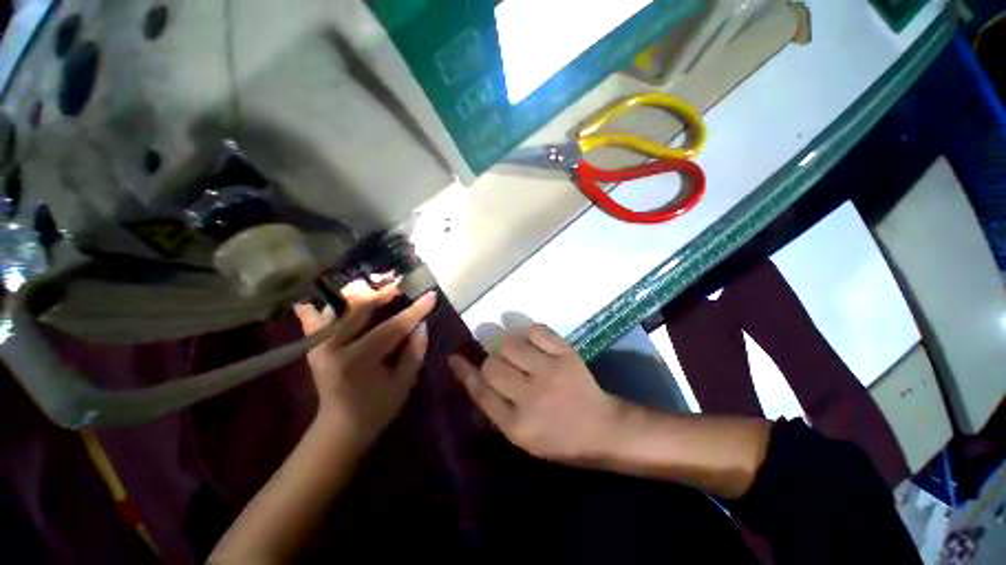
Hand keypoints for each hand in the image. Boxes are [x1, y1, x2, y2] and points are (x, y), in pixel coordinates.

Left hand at [294, 280, 435, 449]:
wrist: (339, 428)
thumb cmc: (376, 409)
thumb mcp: (403, 384)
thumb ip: (414, 352)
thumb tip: (422, 324)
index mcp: (358, 360)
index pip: (392, 328)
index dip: (415, 311)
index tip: (431, 295)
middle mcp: (333, 347)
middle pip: (362, 310)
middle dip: (384, 294)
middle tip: (402, 284)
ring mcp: (319, 345)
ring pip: (343, 309)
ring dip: (364, 295)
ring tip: (382, 286)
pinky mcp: (314, 345)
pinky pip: (319, 317)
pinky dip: (330, 303)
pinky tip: (341, 293)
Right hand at [449, 324, 627, 466]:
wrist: (602, 428)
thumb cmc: (559, 438)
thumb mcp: (522, 436)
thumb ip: (496, 408)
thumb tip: (472, 375)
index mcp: (518, 425)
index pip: (481, 392)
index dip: (464, 372)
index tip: (454, 357)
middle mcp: (531, 397)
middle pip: (492, 365)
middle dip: (490, 361)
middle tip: (499, 362)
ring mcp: (551, 372)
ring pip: (510, 344)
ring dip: (506, 344)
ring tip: (514, 350)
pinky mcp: (567, 354)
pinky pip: (537, 330)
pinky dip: (529, 331)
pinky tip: (531, 339)